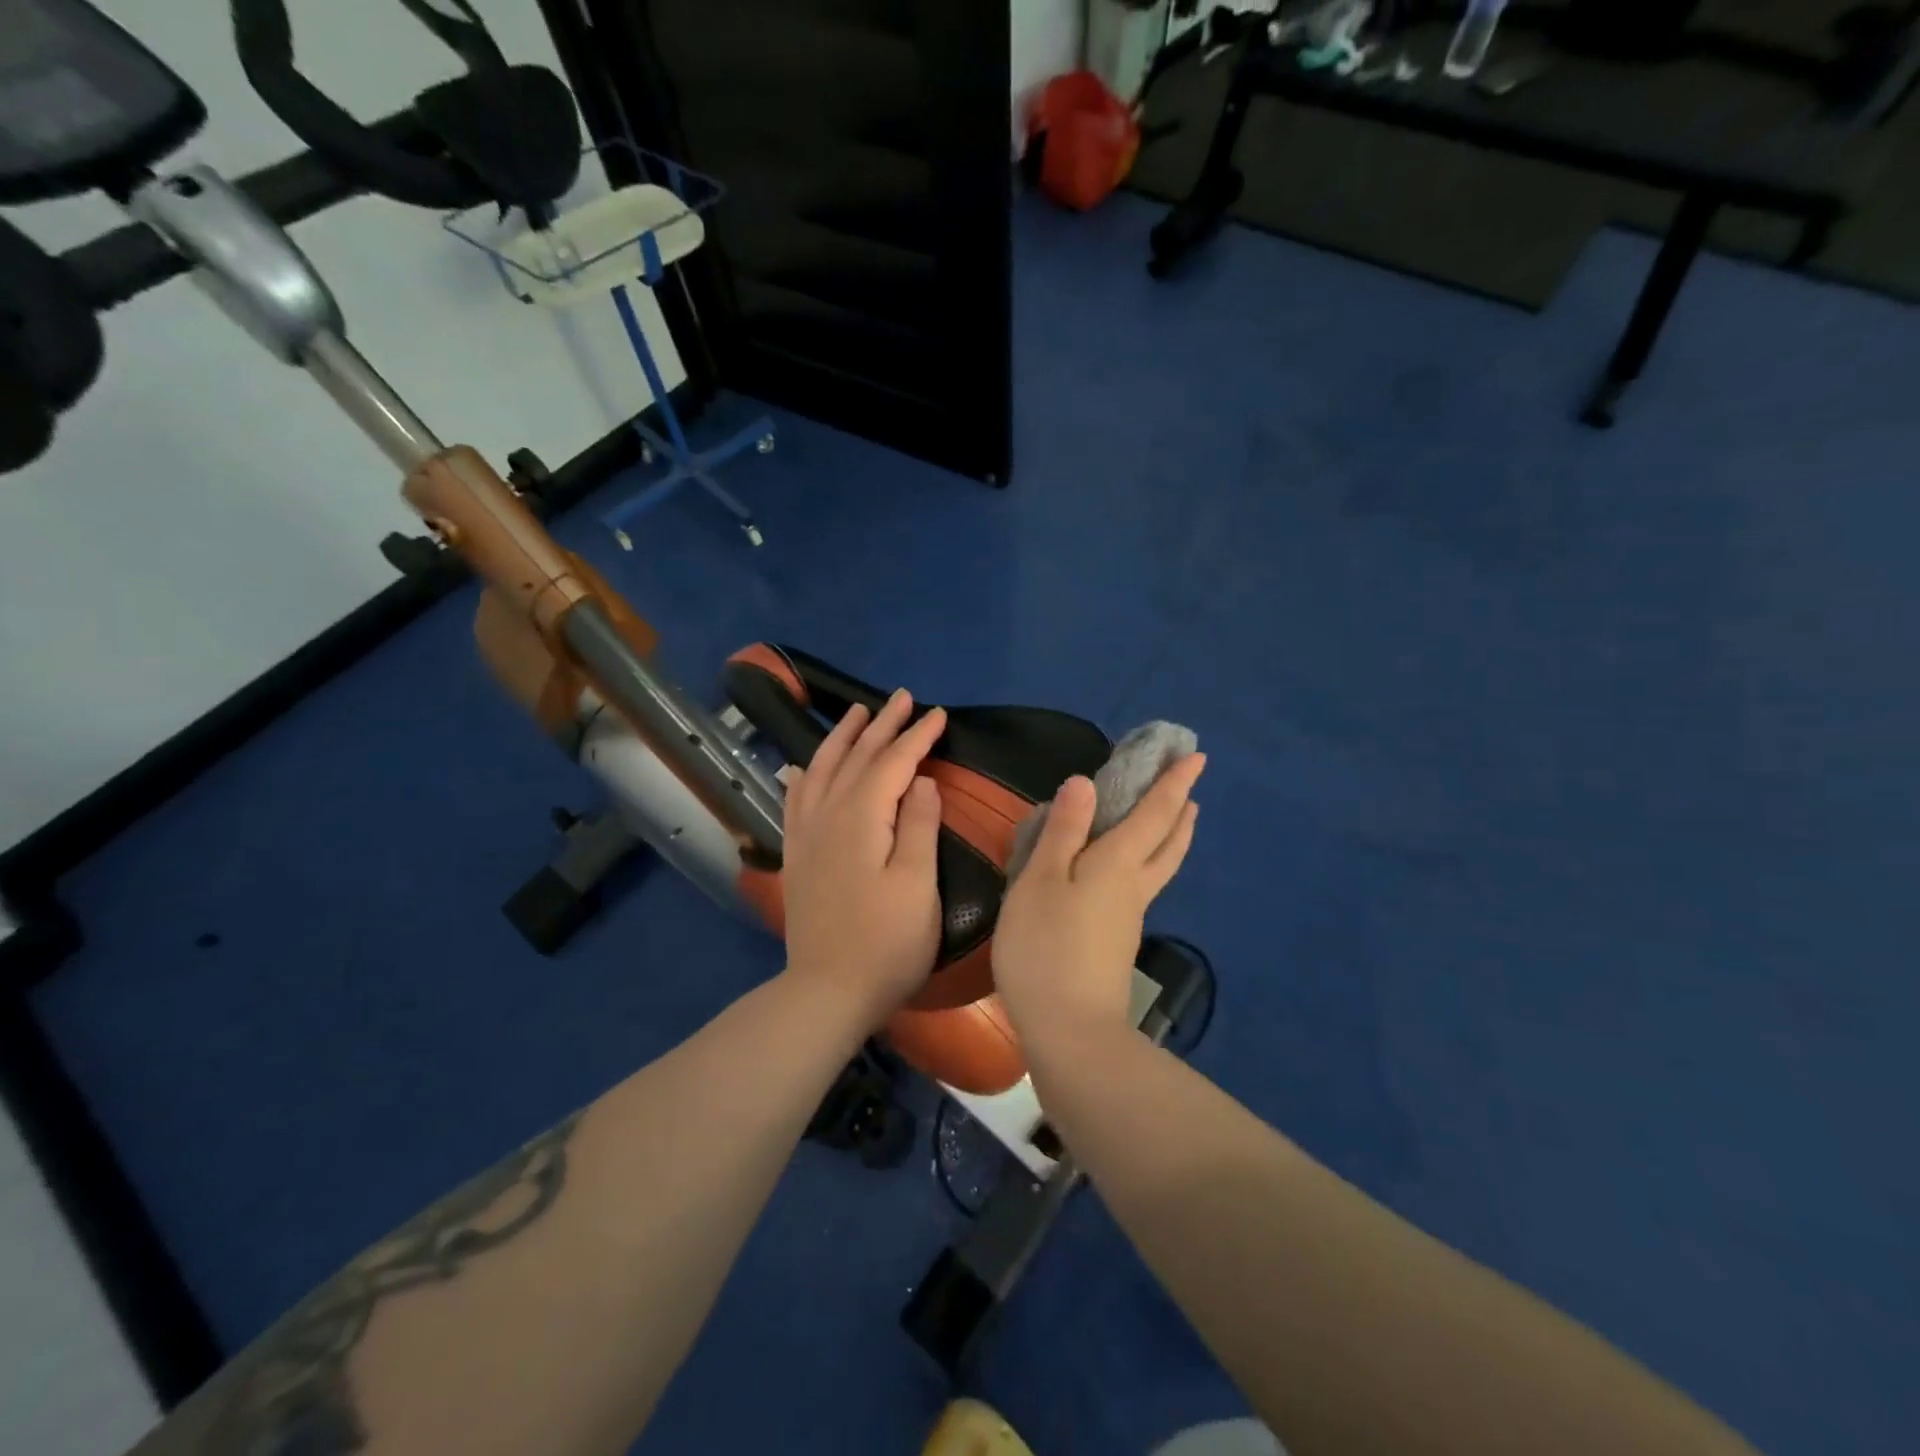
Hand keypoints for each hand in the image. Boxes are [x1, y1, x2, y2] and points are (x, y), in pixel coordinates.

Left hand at [780, 689, 948, 1025]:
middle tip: (902, 697)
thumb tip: (922, 781)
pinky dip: (802, 776)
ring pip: (822, 770)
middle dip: (882, 725)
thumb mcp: (917, 885)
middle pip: (857, 758)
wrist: (828, 991)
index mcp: (862, 819)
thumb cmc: (887, 942)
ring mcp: (807, 835)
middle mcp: (828, 815)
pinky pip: (795, 800)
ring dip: (841, 738)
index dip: (917, 736)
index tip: (938, 713)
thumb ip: (918, 826)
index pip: (893, 763)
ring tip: (857, 713)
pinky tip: (801, 767)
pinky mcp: (797, 855)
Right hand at [991, 754, 1205, 1051]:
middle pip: (1169, 842)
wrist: (1069, 1029)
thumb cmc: (1047, 946)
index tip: (1197, 756)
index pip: (1154, 813)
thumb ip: (1063, 831)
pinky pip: (1141, 886)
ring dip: (1172, 837)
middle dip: (1181, 810)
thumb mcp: (1041, 881)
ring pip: (1160, 866)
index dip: (1174, 783)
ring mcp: (1129, 917)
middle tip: (1190, 787)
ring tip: (1175, 820)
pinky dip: (1146, 863)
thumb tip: (1084, 781)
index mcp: (1118, 864)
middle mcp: (1134, 886)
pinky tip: (1125, 871)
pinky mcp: (1117, 942)